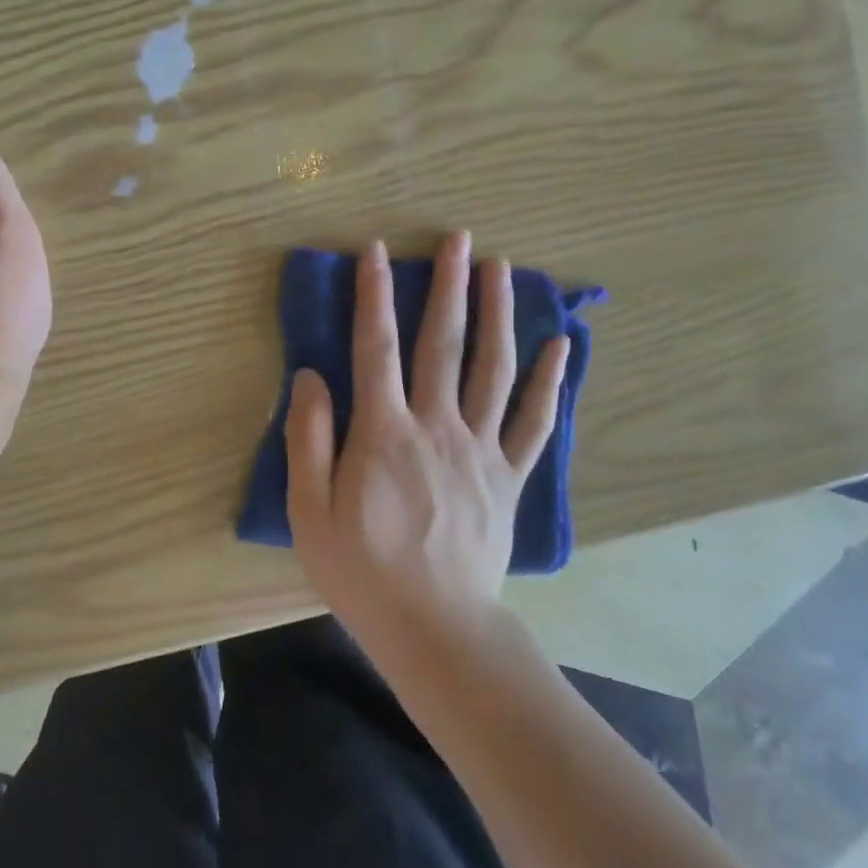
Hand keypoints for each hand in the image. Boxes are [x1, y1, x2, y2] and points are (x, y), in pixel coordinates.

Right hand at [285, 234, 568, 637]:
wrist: (433, 628)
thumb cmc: (360, 569)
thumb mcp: (309, 510)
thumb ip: (308, 438)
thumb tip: (311, 376)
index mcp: (384, 433)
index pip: (375, 347)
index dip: (373, 296)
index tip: (377, 252)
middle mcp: (437, 427)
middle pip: (443, 344)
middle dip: (449, 287)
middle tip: (460, 238)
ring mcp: (480, 450)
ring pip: (493, 369)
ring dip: (498, 314)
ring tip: (503, 269)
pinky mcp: (509, 476)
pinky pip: (533, 422)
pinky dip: (548, 382)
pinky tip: (559, 346)